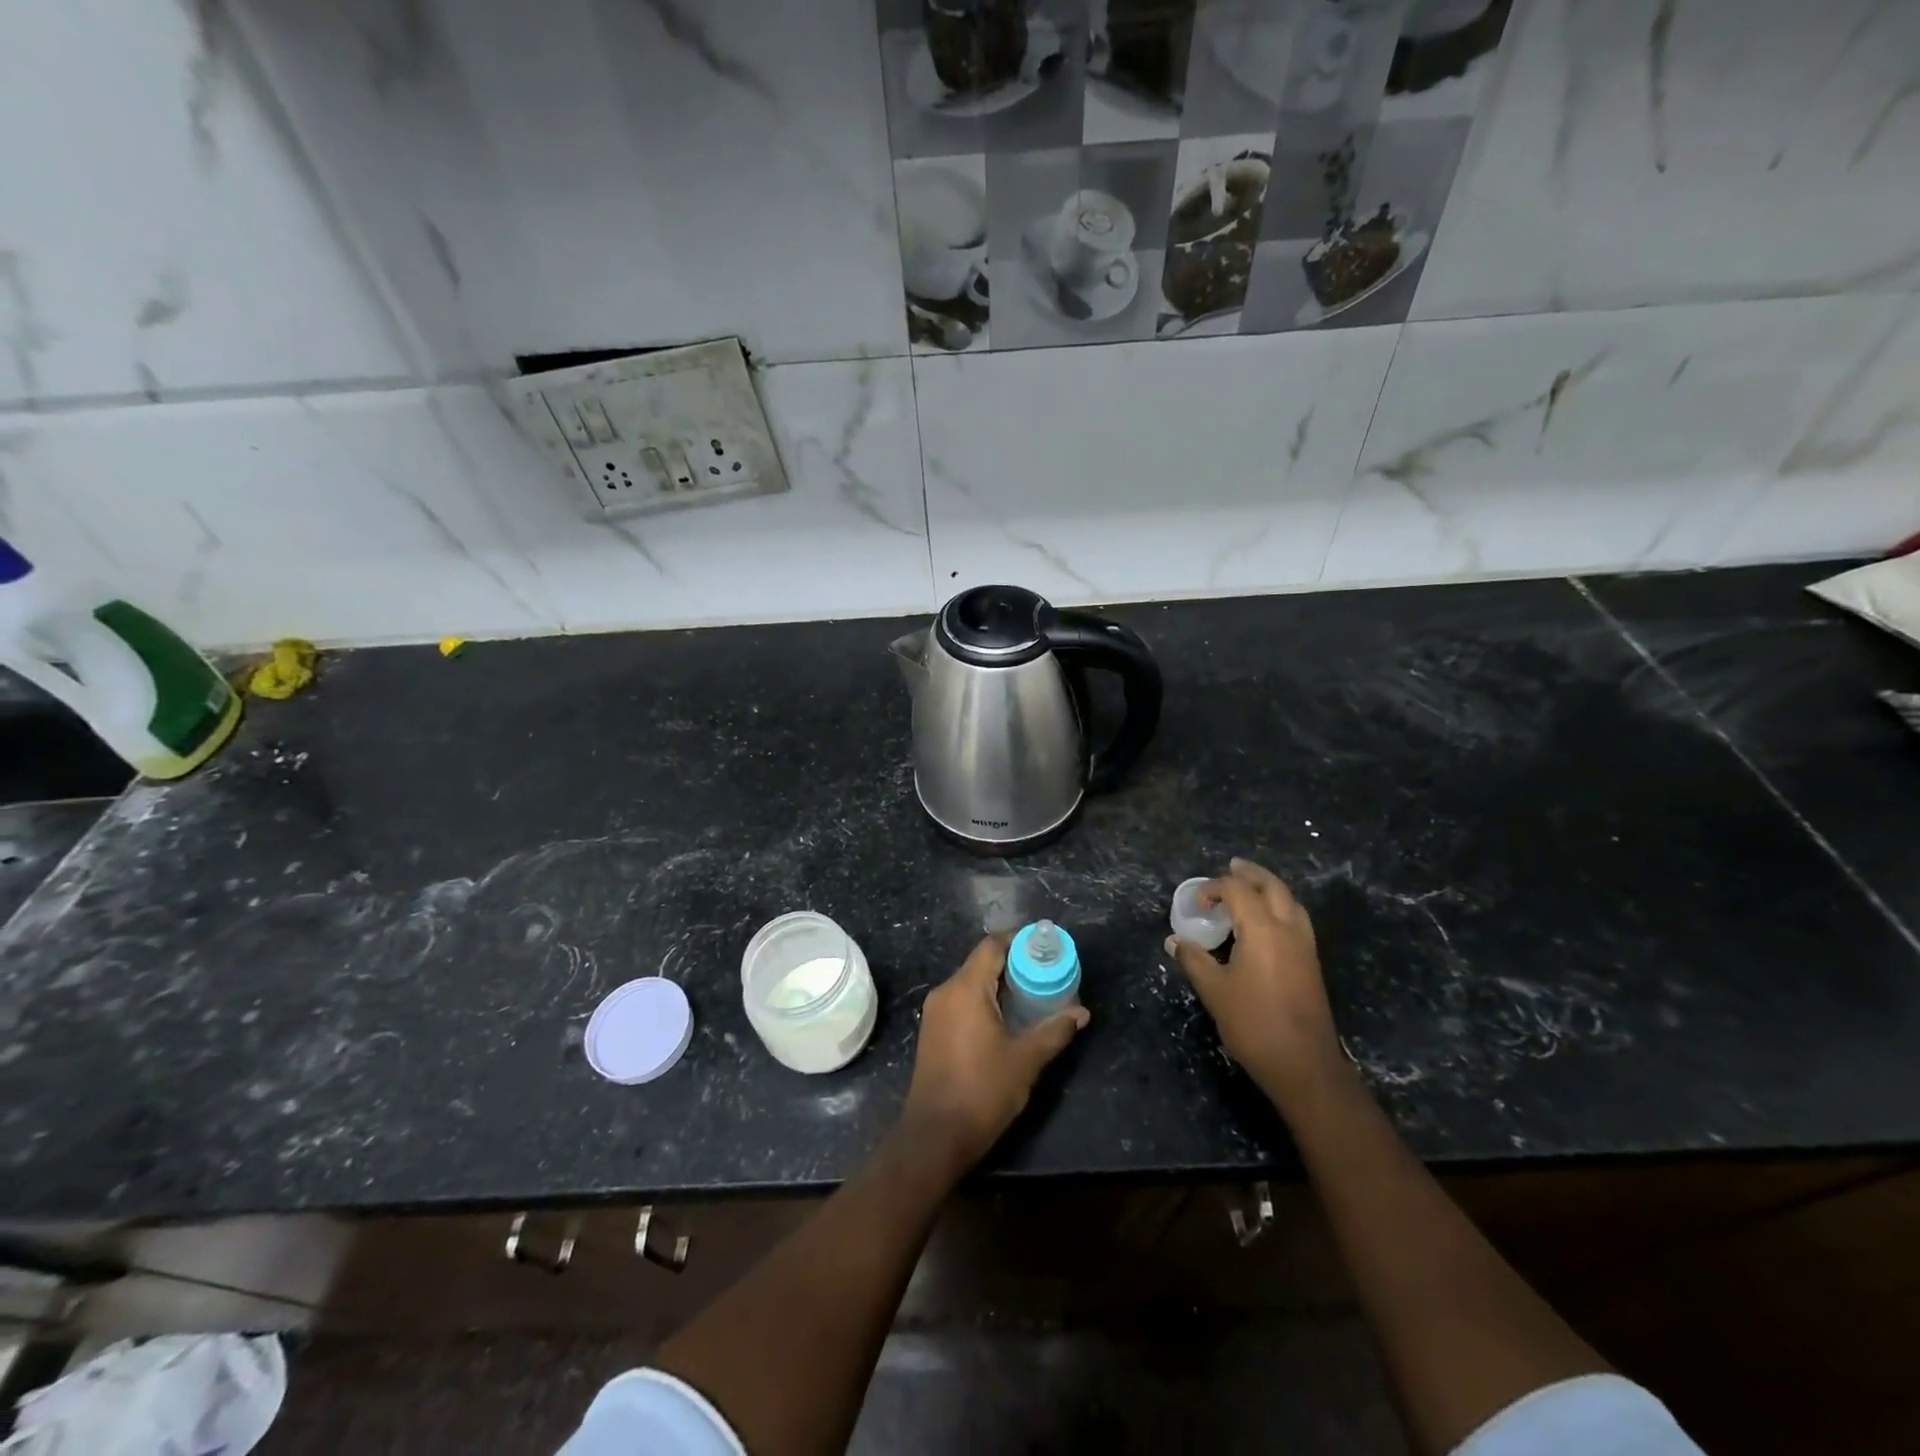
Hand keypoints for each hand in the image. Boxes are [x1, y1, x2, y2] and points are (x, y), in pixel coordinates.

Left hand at [903, 934, 1089, 1170]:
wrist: (935, 1135)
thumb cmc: (982, 1091)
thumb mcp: (1026, 1061)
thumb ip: (1055, 1031)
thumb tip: (1081, 1012)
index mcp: (966, 989)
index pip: (992, 946)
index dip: (1018, 940)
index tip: (1045, 946)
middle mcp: (946, 991)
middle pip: (981, 962)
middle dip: (1013, 963)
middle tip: (1046, 971)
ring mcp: (935, 1011)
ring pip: (970, 982)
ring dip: (998, 983)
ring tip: (1032, 993)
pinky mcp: (932, 1030)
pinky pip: (961, 1000)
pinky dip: (984, 999)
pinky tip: (1006, 1017)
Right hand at [1166, 857, 1339, 1091]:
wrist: (1304, 1065)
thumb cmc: (1254, 1024)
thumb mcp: (1214, 991)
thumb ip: (1193, 960)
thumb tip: (1174, 941)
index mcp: (1263, 929)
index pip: (1238, 890)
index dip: (1214, 889)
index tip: (1196, 904)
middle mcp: (1289, 930)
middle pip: (1273, 887)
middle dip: (1251, 874)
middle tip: (1231, 867)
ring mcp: (1305, 947)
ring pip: (1291, 902)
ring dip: (1269, 889)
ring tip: (1250, 889)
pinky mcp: (1311, 964)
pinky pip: (1296, 920)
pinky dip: (1280, 908)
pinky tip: (1265, 923)